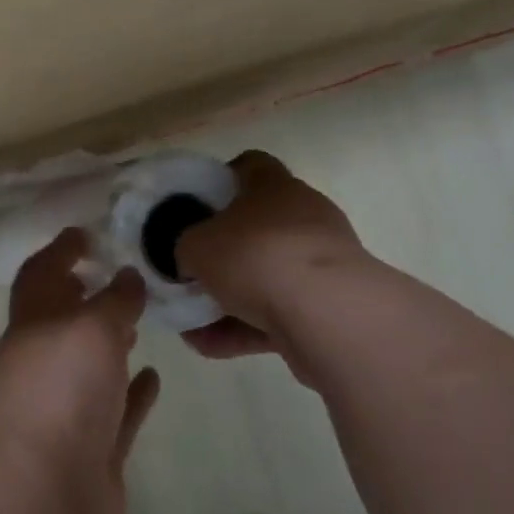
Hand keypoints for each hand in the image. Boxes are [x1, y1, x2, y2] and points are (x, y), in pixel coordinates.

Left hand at [0, 230, 158, 513]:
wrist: (42, 499)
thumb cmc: (61, 394)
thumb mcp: (91, 328)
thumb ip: (114, 300)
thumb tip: (127, 278)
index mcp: (32, 327)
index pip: (40, 275)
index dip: (60, 250)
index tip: (86, 233)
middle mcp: (44, 365)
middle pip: (64, 322)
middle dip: (87, 298)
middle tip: (123, 276)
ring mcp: (66, 411)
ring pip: (90, 366)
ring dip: (110, 344)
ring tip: (141, 320)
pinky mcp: (92, 451)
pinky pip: (116, 412)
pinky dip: (132, 393)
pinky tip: (154, 376)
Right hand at [176, 151, 369, 364]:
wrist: (328, 314)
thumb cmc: (256, 257)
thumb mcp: (195, 245)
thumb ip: (185, 246)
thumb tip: (190, 258)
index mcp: (274, 186)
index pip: (249, 166)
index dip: (219, 181)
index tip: (194, 207)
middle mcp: (303, 216)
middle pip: (256, 226)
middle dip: (222, 252)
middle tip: (191, 271)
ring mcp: (320, 262)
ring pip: (266, 276)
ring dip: (229, 298)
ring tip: (191, 323)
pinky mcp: (328, 305)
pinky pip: (278, 313)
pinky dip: (245, 327)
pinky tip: (209, 347)